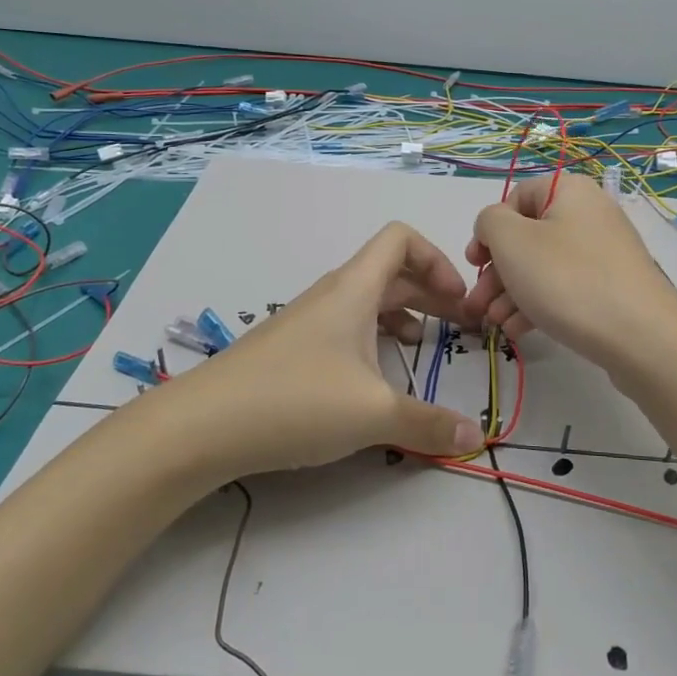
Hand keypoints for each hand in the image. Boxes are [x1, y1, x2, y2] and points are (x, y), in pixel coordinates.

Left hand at [159, 222, 484, 482]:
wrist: (201, 426)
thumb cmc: (296, 400)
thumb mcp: (373, 414)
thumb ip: (429, 424)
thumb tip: (475, 436)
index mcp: (354, 289)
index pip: (400, 239)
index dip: (437, 259)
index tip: (458, 300)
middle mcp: (332, 295)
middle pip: (391, 273)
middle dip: (432, 293)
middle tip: (462, 326)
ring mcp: (308, 321)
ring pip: (367, 301)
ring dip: (403, 315)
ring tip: (424, 346)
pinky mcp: (291, 350)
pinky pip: (345, 327)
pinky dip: (373, 338)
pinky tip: (376, 375)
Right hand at [464, 172, 676, 379]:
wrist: (641, 336)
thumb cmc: (567, 279)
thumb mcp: (512, 241)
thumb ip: (489, 222)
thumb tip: (495, 228)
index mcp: (568, 191)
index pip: (515, 198)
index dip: (489, 230)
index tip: (475, 264)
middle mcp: (589, 214)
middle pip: (528, 237)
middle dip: (496, 273)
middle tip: (477, 305)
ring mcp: (603, 253)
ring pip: (544, 267)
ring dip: (512, 294)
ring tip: (495, 325)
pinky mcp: (612, 287)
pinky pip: (565, 288)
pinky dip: (539, 305)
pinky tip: (520, 332)